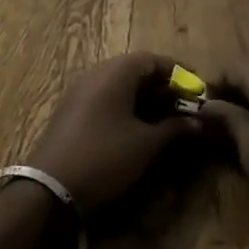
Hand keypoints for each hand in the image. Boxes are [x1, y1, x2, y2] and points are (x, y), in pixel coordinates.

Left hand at [27, 54, 199, 213]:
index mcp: (115, 73)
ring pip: (120, 86)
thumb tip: (199, 122)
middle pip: (136, 71)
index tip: (198, 90)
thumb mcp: (146, 145)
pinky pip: (105, 99)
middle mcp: (96, 74)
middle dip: (163, 88)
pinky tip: (138, 131)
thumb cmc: (104, 157)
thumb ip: (175, 129)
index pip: (153, 60)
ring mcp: (80, 92)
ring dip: (145, 100)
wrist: (49, 189)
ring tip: (166, 122)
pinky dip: (126, 108)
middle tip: (185, 108)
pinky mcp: (71, 112)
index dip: (178, 73)